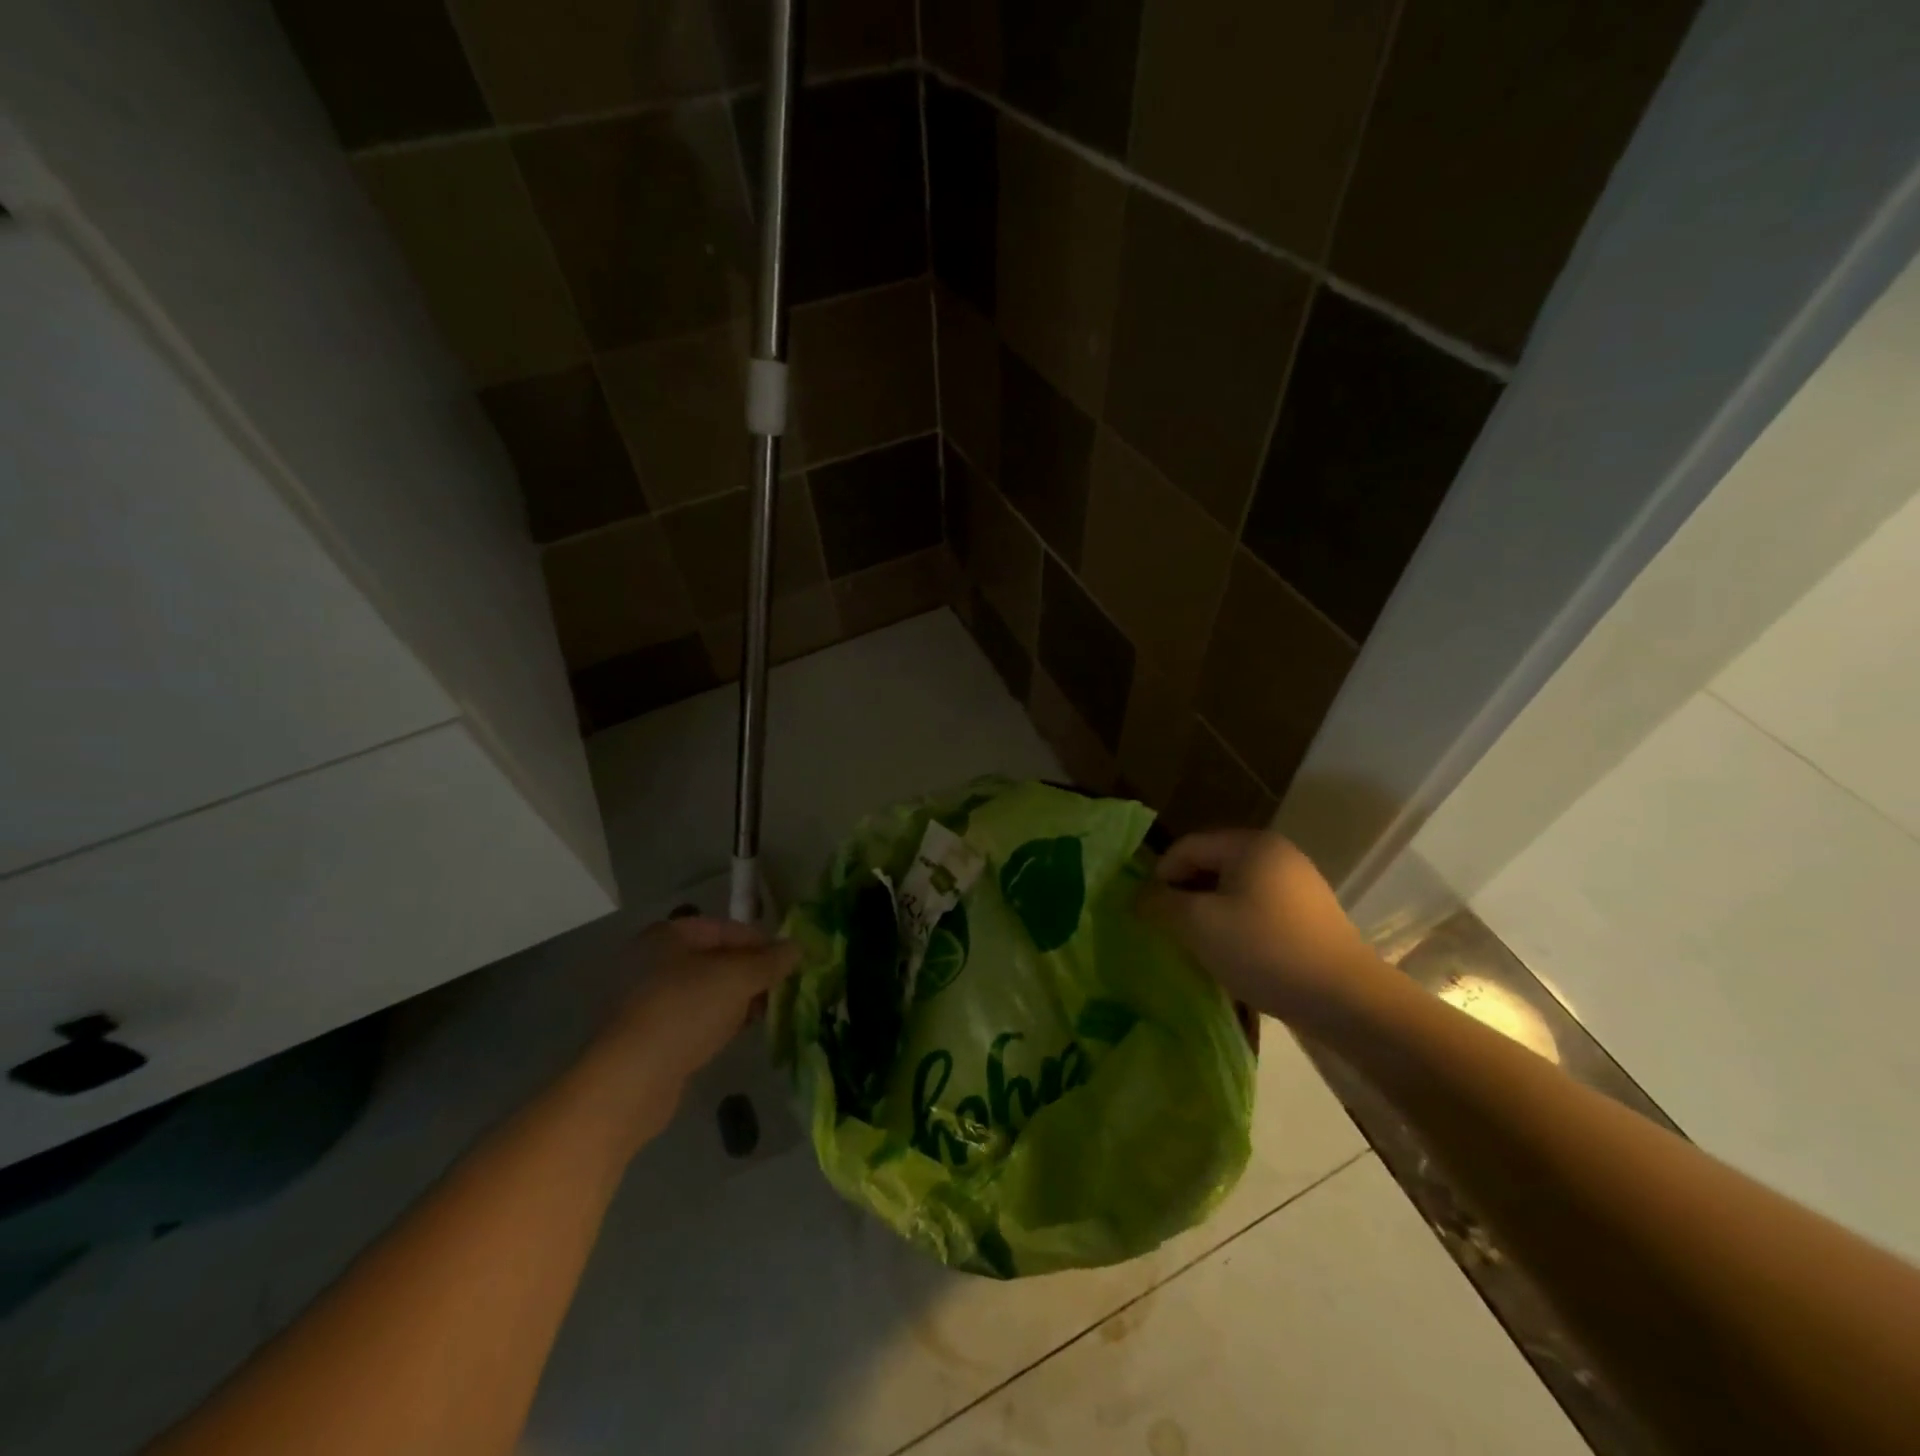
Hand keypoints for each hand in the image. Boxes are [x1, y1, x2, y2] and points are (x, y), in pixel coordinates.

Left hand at [571, 916, 797, 1152]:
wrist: (632, 1079)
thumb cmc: (685, 1011)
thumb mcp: (738, 977)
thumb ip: (770, 961)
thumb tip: (796, 948)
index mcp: (668, 935)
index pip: (725, 928)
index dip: (760, 941)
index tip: (787, 962)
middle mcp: (654, 961)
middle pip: (717, 959)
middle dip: (751, 972)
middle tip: (780, 988)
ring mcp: (650, 1000)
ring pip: (708, 990)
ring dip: (738, 998)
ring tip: (765, 1012)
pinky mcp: (652, 1035)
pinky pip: (695, 1018)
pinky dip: (719, 1020)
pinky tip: (739, 1032)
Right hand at [1139, 830, 1376, 1024]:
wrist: (1346, 999)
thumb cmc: (1264, 949)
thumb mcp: (1198, 924)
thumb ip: (1161, 903)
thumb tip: (1138, 896)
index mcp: (1250, 844)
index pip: (1187, 846)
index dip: (1160, 876)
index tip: (1150, 913)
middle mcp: (1277, 854)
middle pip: (1212, 865)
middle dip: (1185, 894)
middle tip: (1170, 930)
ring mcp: (1299, 884)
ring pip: (1235, 890)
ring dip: (1210, 913)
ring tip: (1199, 946)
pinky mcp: (1311, 916)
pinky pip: (1259, 909)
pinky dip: (1238, 926)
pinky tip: (1235, 956)